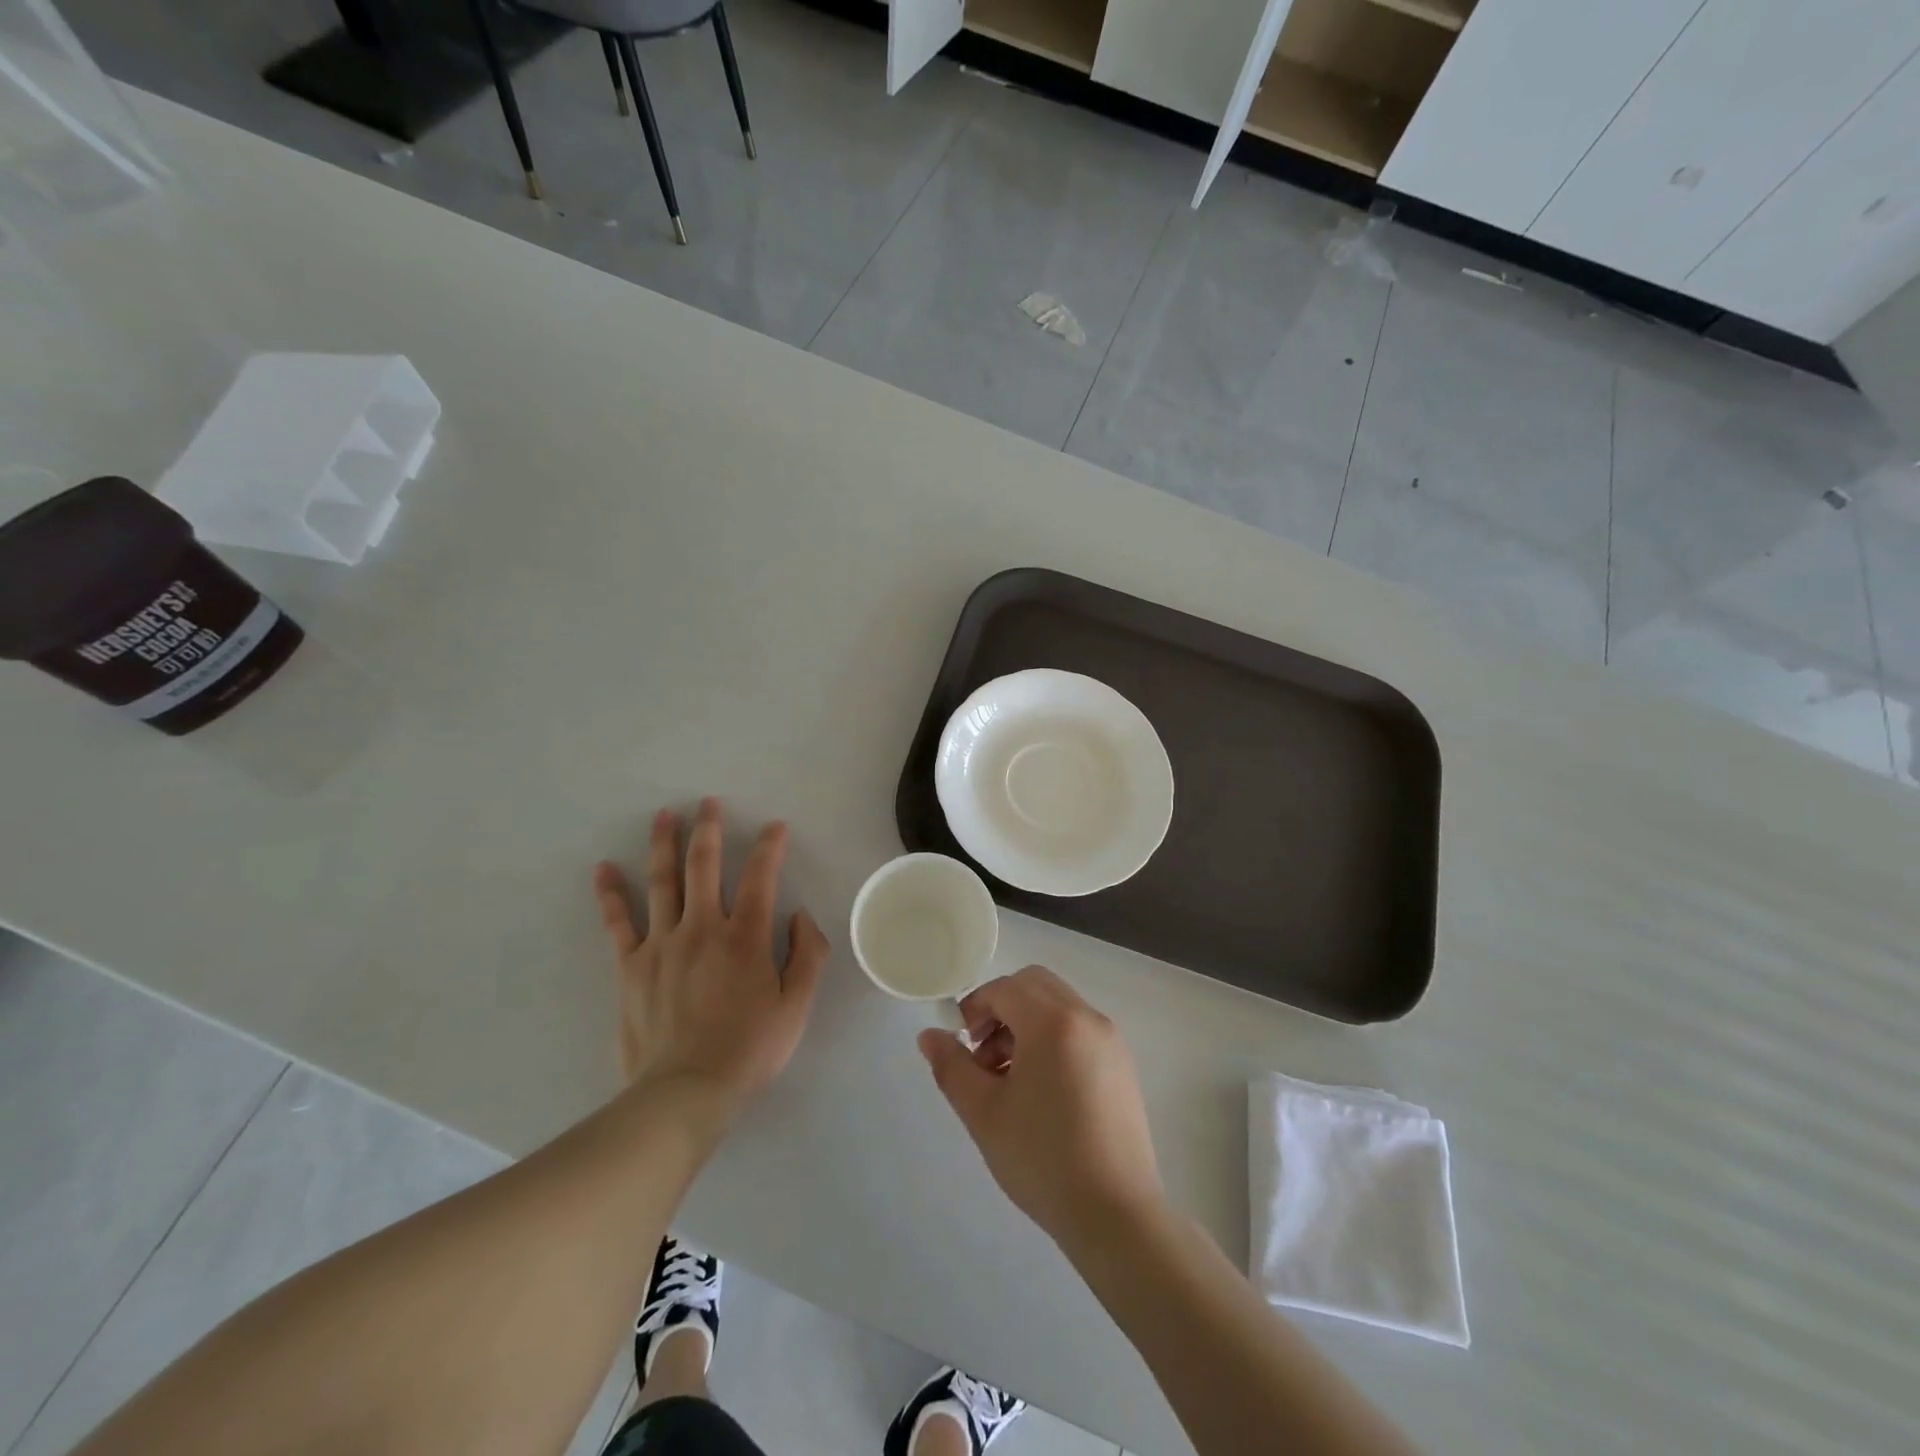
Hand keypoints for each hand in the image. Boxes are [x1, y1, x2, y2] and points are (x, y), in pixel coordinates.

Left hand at [594, 798, 829, 1118]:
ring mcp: (661, 944)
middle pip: (704, 866)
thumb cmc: (749, 1050)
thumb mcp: (796, 1007)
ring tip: (665, 815)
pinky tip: (604, 868)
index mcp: (745, 937)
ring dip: (664, 844)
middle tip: (708, 802)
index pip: (760, 877)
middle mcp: (702, 928)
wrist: (685, 1093)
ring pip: (662, 882)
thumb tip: (800, 915)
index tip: (774, 827)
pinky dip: (610, 894)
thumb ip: (807, 955)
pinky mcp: (631, 966)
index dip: (769, 847)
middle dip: (709, 829)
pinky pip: (618, 922)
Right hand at [918, 966, 1163, 1252]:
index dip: (974, 1008)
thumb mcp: (984, 1113)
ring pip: (1058, 1006)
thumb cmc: (1042, 1159)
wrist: (1115, 1215)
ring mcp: (1110, 1040)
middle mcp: (1087, 1018)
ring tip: (1009, 1080)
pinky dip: (1052, 1038)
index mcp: (1053, 1022)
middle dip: (1001, 1009)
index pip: (1005, 988)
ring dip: (1026, 1023)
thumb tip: (929, 1035)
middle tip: (984, 1056)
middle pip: (1034, 986)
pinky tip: (1041, 1091)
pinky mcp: (1122, 1064)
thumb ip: (952, 1066)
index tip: (961, 1044)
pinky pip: (1079, 1029)